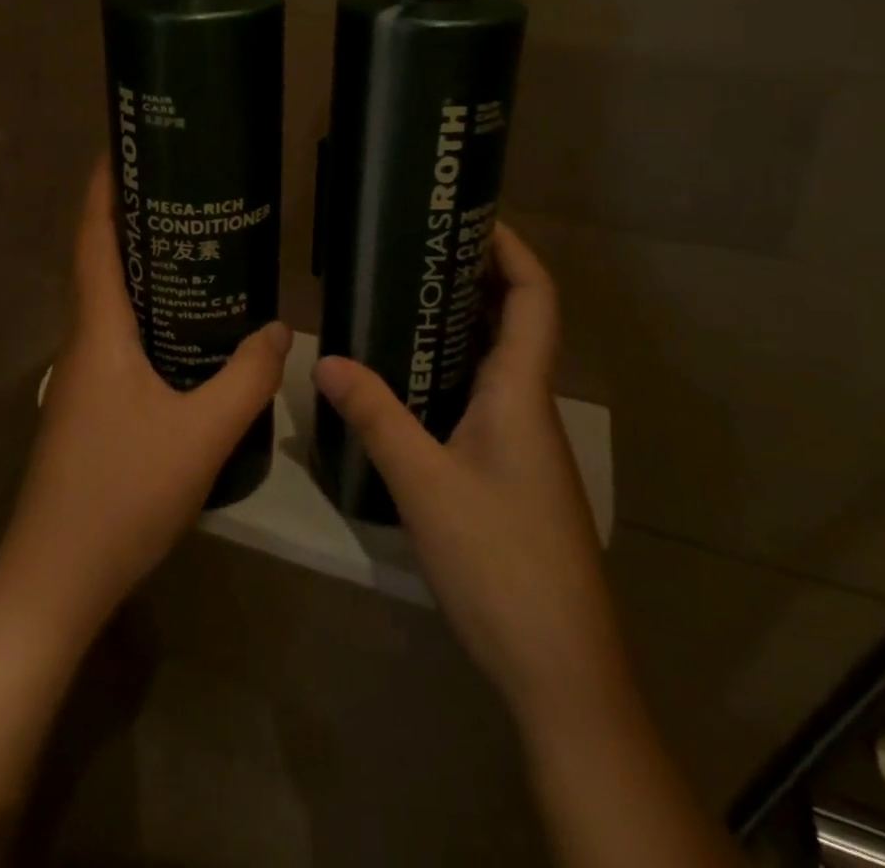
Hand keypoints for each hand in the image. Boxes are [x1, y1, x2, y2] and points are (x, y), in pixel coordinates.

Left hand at [0, 157, 291, 640]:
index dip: (103, 189)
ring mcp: (80, 378)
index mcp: (97, 332)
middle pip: (101, 263)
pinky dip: (146, 314)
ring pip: (109, 304)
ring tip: (194, 249)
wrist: (54, 581)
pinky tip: (185, 332)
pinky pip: (118, 338)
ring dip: (140, 269)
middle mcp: (81, 344)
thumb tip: (281, 329)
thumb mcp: (201, 434)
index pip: (93, 240)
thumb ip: (247, 378)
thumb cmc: (122, 494)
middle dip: (132, 220)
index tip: (123, 147)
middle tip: (184, 192)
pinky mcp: (88, 407)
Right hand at [312, 224, 625, 735]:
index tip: (474, 217)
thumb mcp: (424, 483)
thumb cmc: (500, 561)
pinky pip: (483, 398)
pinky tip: (409, 383)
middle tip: (417, 253)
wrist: (559, 668)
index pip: (535, 299)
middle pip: (516, 321)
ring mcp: (523, 443)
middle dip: (476, 279)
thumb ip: (375, 416)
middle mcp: (529, 406)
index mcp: (521, 392)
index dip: (514, 251)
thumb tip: (324, 359)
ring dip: (460, 326)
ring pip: (497, 362)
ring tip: (403, 302)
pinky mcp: (512, 473)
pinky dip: (452, 372)